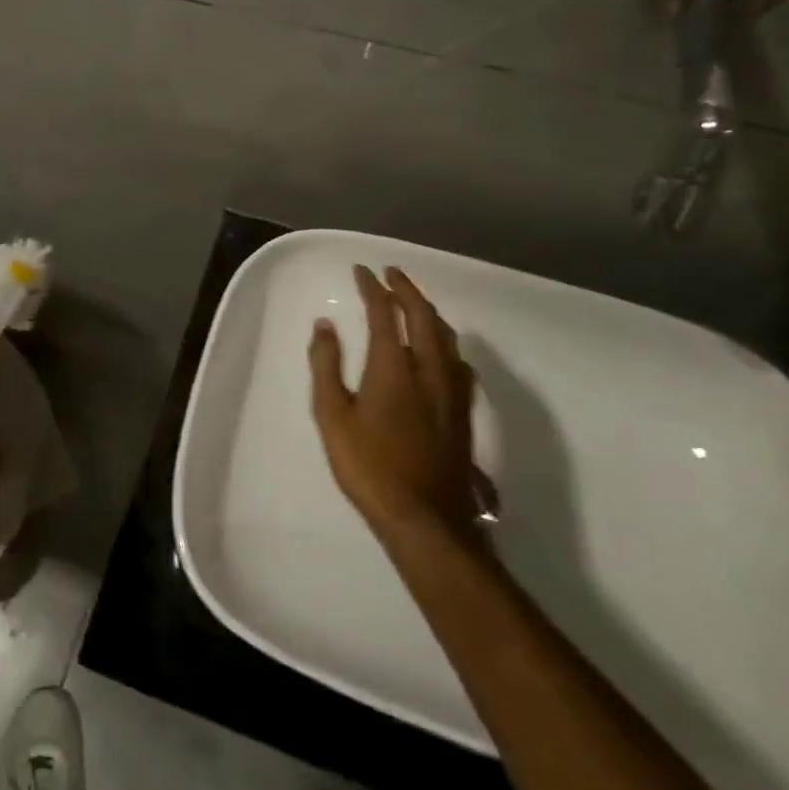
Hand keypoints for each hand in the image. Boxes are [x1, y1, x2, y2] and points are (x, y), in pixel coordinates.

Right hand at [308, 265, 478, 543]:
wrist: (425, 518)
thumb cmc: (369, 466)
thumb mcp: (332, 416)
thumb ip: (326, 366)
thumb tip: (325, 326)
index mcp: (394, 367)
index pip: (385, 313)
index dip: (373, 288)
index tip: (362, 271)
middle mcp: (429, 369)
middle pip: (423, 316)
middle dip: (407, 289)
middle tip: (391, 273)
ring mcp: (452, 390)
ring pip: (445, 336)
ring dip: (428, 312)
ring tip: (413, 303)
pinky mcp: (463, 411)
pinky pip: (457, 360)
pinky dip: (444, 341)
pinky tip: (441, 351)